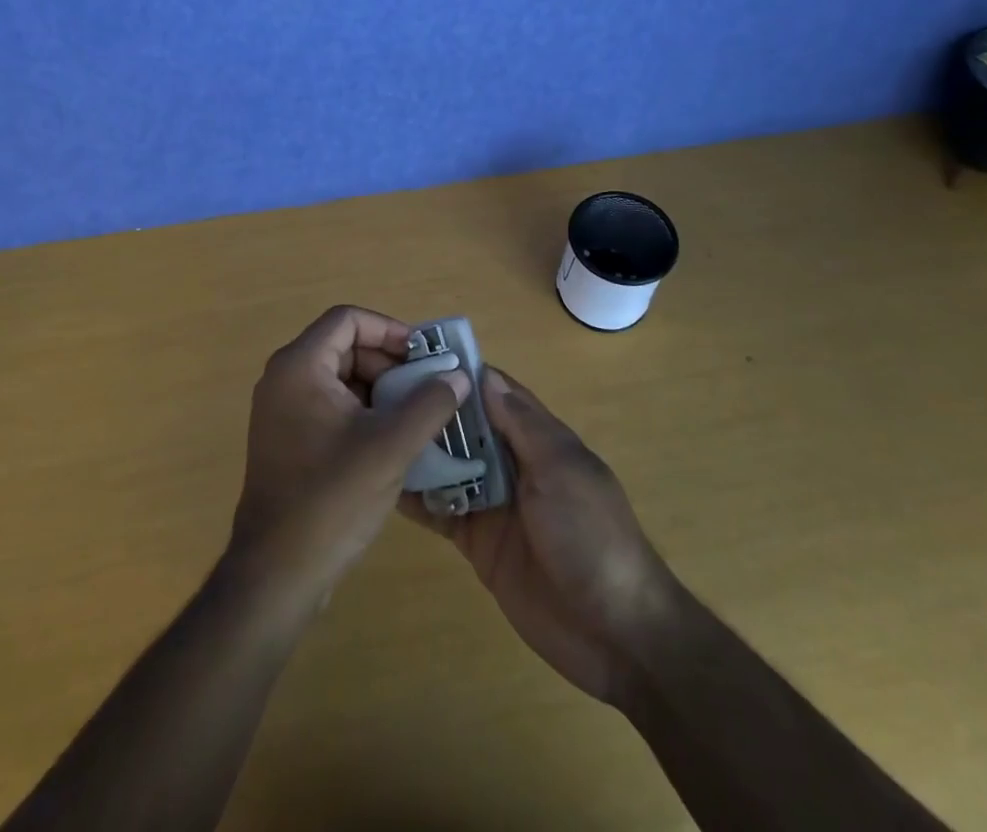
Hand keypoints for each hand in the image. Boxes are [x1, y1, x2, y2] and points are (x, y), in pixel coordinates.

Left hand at [227, 306, 469, 614]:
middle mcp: (284, 378)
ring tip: (418, 414)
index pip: (348, 320)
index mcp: (300, 366)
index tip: (423, 356)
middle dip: (389, 363)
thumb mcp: (391, 446)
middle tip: (427, 388)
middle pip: (344, 347)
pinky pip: (330, 405)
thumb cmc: (332, 499)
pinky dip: (363, 412)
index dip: (389, 330)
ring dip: (380, 389)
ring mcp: (281, 411)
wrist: (277, 574)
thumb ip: (429, 403)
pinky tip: (393, 440)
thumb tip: (457, 375)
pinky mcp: (287, 439)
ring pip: (340, 378)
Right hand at [406, 368, 679, 706]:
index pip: (495, 392)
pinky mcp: (477, 541)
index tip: (415, 353)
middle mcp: (513, 463)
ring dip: (418, 451)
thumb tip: (485, 374)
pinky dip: (416, 497)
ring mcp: (494, 503)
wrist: (614, 632)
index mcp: (539, 438)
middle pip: (466, 427)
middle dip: (431, 410)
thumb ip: (523, 424)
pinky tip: (382, 482)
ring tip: (371, 430)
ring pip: (448, 465)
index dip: (461, 374)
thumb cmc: (592, 535)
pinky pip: (441, 510)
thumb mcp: (562, 469)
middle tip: (376, 392)